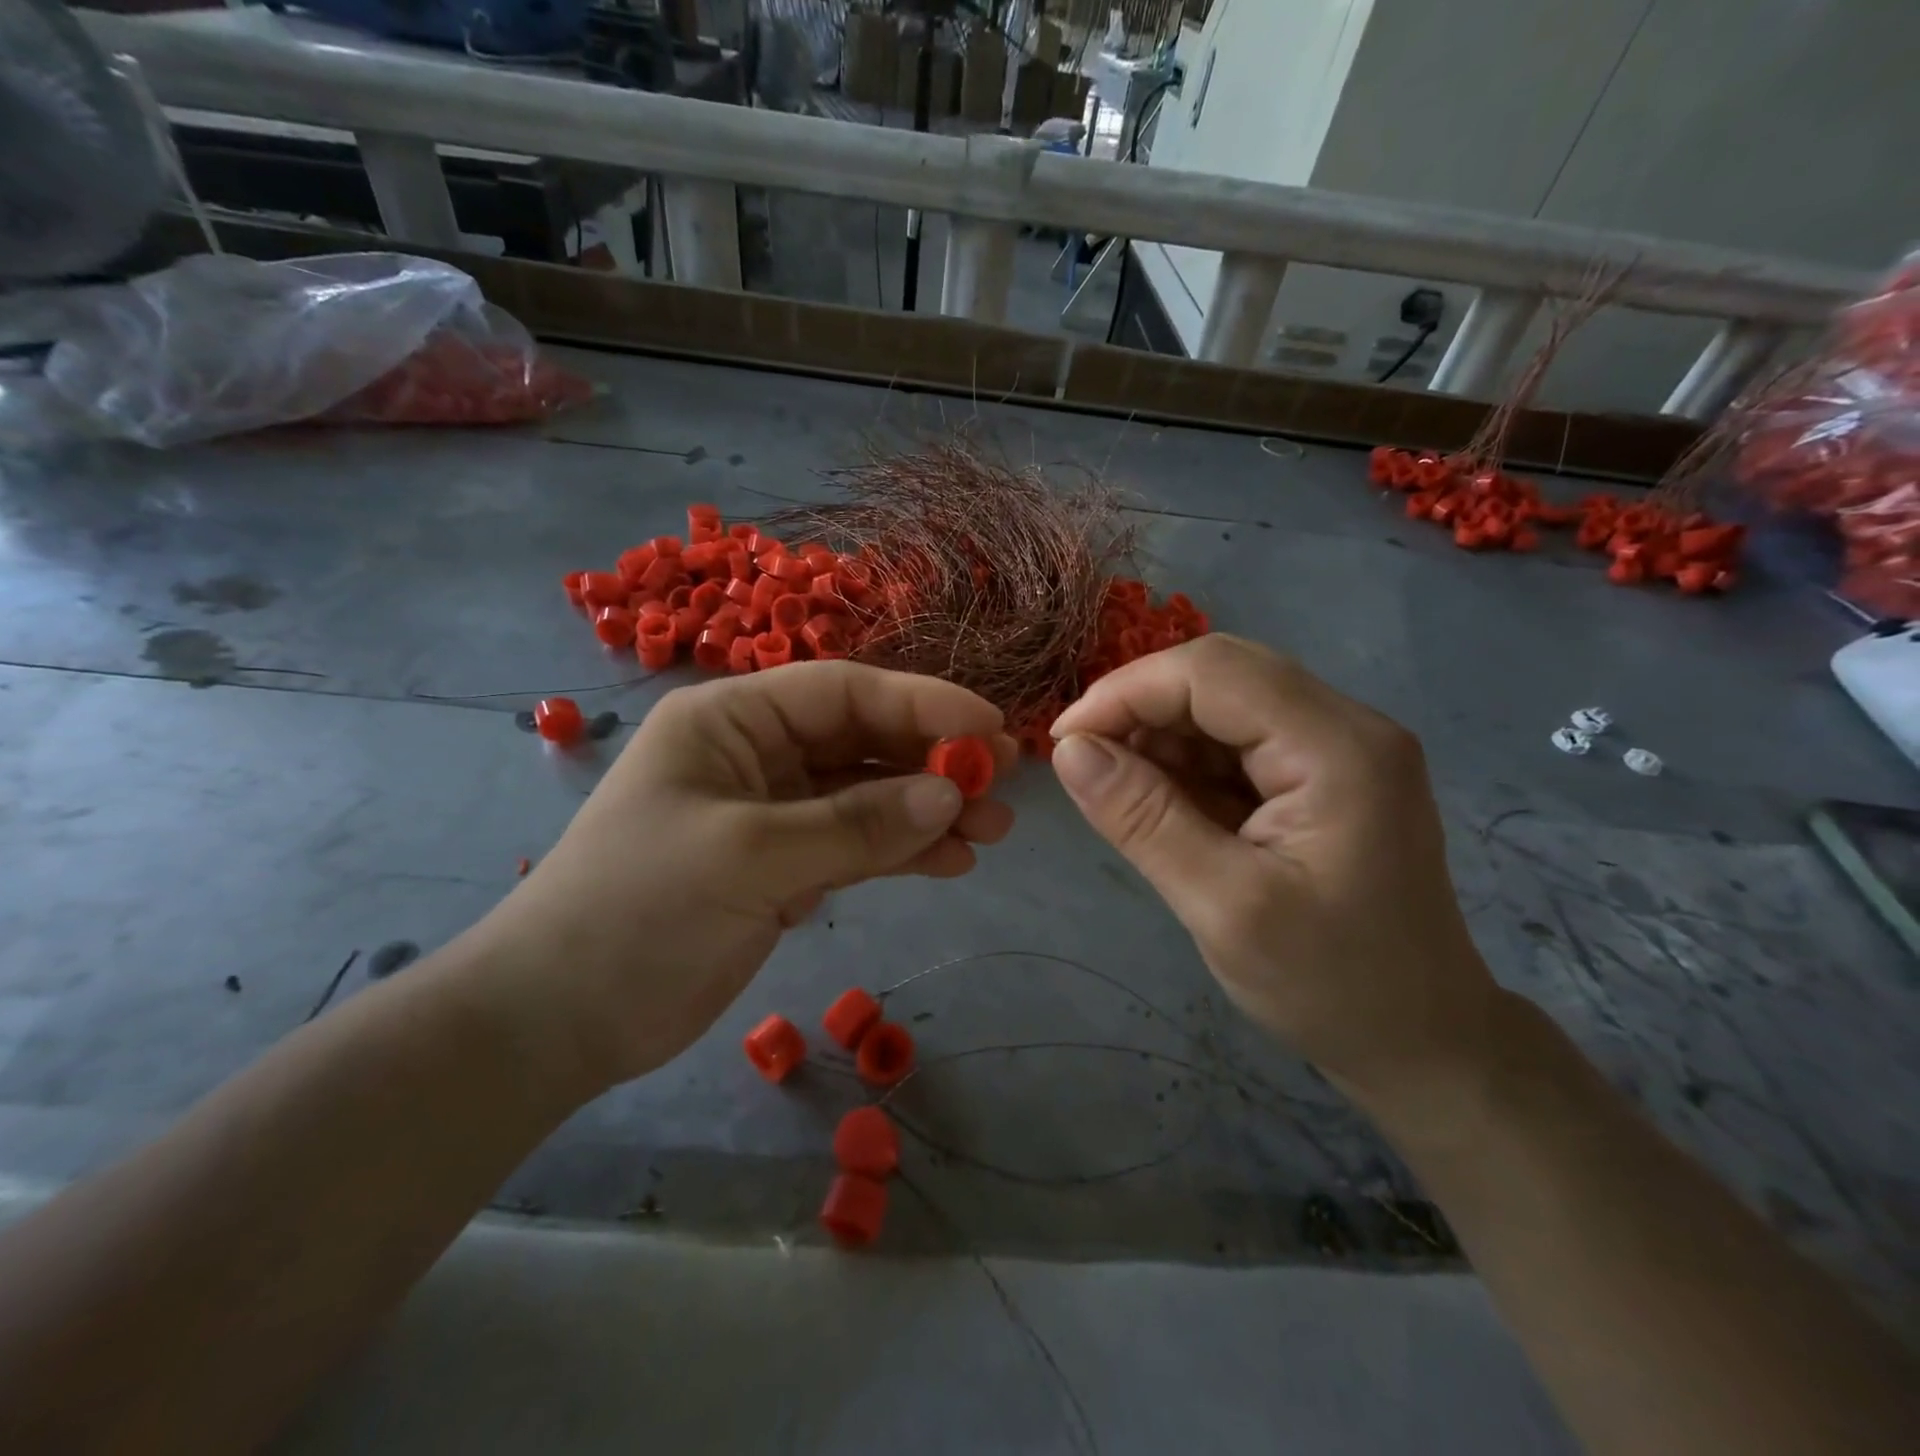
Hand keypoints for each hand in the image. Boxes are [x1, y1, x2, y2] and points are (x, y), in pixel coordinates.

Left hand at [467, 663, 1016, 1093]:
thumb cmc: (637, 911)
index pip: (843, 692)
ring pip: (866, 796)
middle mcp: (755, 753)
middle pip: (862, 741)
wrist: (558, 1020)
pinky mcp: (781, 867)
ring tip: (992, 830)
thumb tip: (951, 795)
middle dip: (933, 760)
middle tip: (1003, 781)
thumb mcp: (750, 856)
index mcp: (731, 720)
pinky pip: (855, 844)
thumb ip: (855, 824)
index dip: (921, 704)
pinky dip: (901, 851)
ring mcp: (771, 813)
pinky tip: (950, 862)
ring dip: (927, 809)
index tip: (989, 728)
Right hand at [1048, 635, 1495, 1105]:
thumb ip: (1143, 819)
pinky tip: (1162, 803)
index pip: (1213, 673)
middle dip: (1141, 708)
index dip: (1126, 692)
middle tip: (1084, 760)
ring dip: (1161, 736)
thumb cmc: (1329, 986)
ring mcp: (1338, 748)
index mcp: (1337, 748)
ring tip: (1121, 792)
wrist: (1421, 1041)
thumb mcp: (1223, 907)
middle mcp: (1346, 726)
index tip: (1064, 741)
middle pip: (1221, 675)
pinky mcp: (1323, 774)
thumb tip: (1069, 750)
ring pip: (1225, 703)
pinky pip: (1238, 741)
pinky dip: (1188, 762)